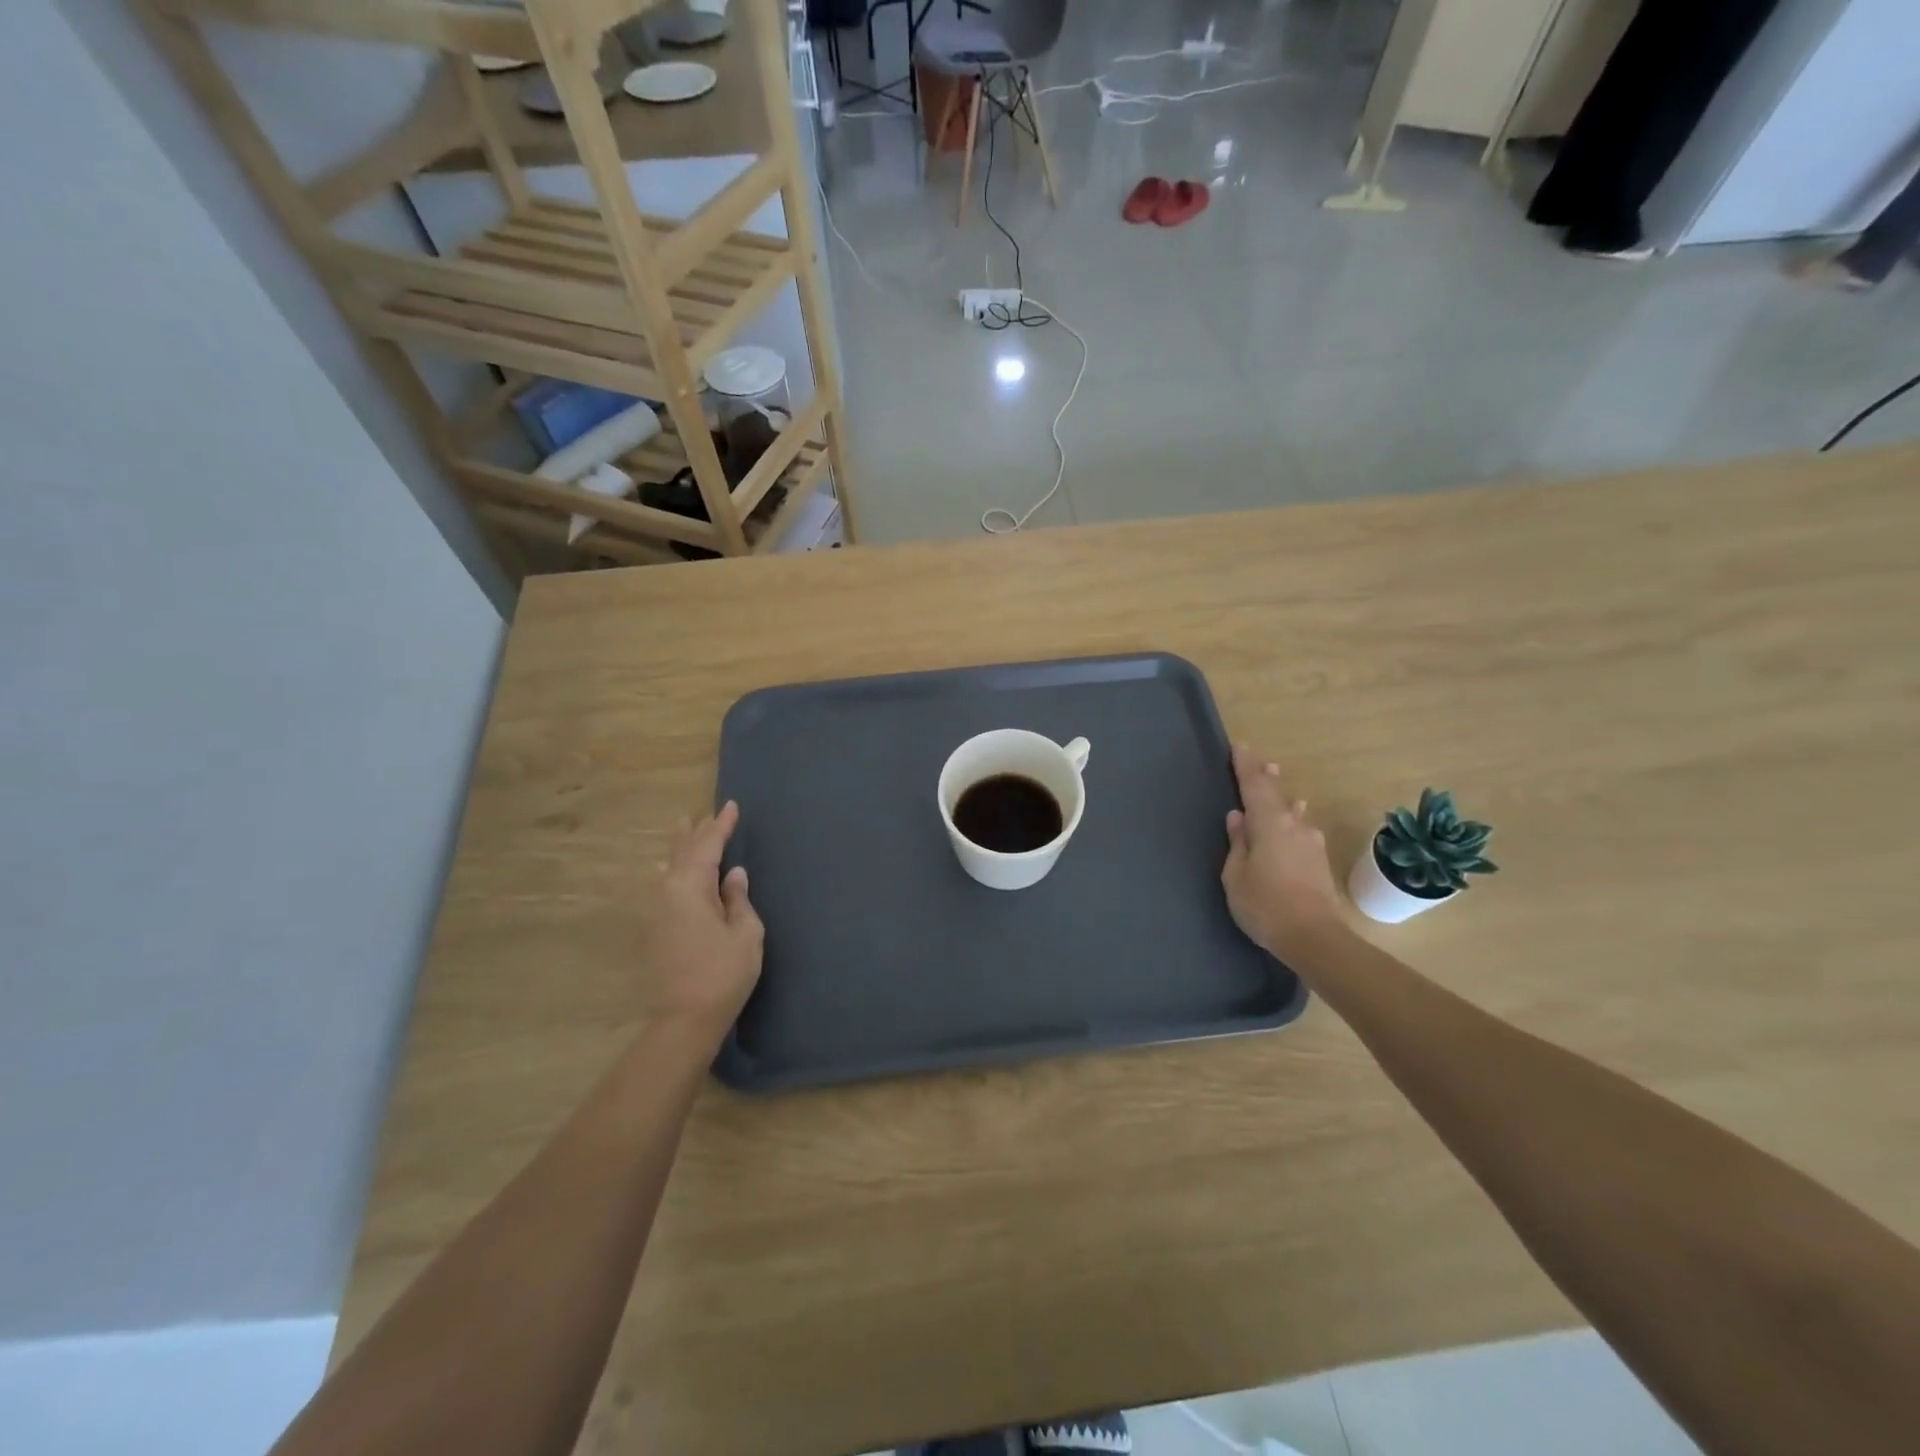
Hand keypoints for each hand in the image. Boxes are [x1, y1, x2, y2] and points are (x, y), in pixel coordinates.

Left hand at [649, 802, 763, 1039]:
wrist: (684, 1020)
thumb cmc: (723, 973)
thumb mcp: (744, 933)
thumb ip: (738, 899)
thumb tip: (732, 875)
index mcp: (690, 887)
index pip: (708, 847)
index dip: (721, 826)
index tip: (731, 805)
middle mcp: (668, 892)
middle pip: (684, 853)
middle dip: (698, 832)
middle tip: (707, 813)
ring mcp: (658, 912)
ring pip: (671, 868)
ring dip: (681, 847)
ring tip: (684, 828)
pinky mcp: (656, 930)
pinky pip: (665, 885)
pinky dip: (673, 869)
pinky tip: (667, 869)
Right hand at [1221, 747, 1343, 960]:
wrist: (1315, 938)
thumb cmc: (1264, 905)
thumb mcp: (1236, 875)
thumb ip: (1237, 843)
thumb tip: (1238, 817)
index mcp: (1268, 824)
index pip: (1254, 785)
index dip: (1245, 765)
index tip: (1238, 746)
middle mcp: (1293, 825)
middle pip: (1277, 794)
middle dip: (1266, 777)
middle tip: (1260, 762)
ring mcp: (1311, 843)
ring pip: (1293, 813)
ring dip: (1282, 799)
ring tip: (1276, 785)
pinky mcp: (1319, 861)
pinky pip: (1302, 831)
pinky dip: (1293, 821)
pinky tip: (1297, 821)